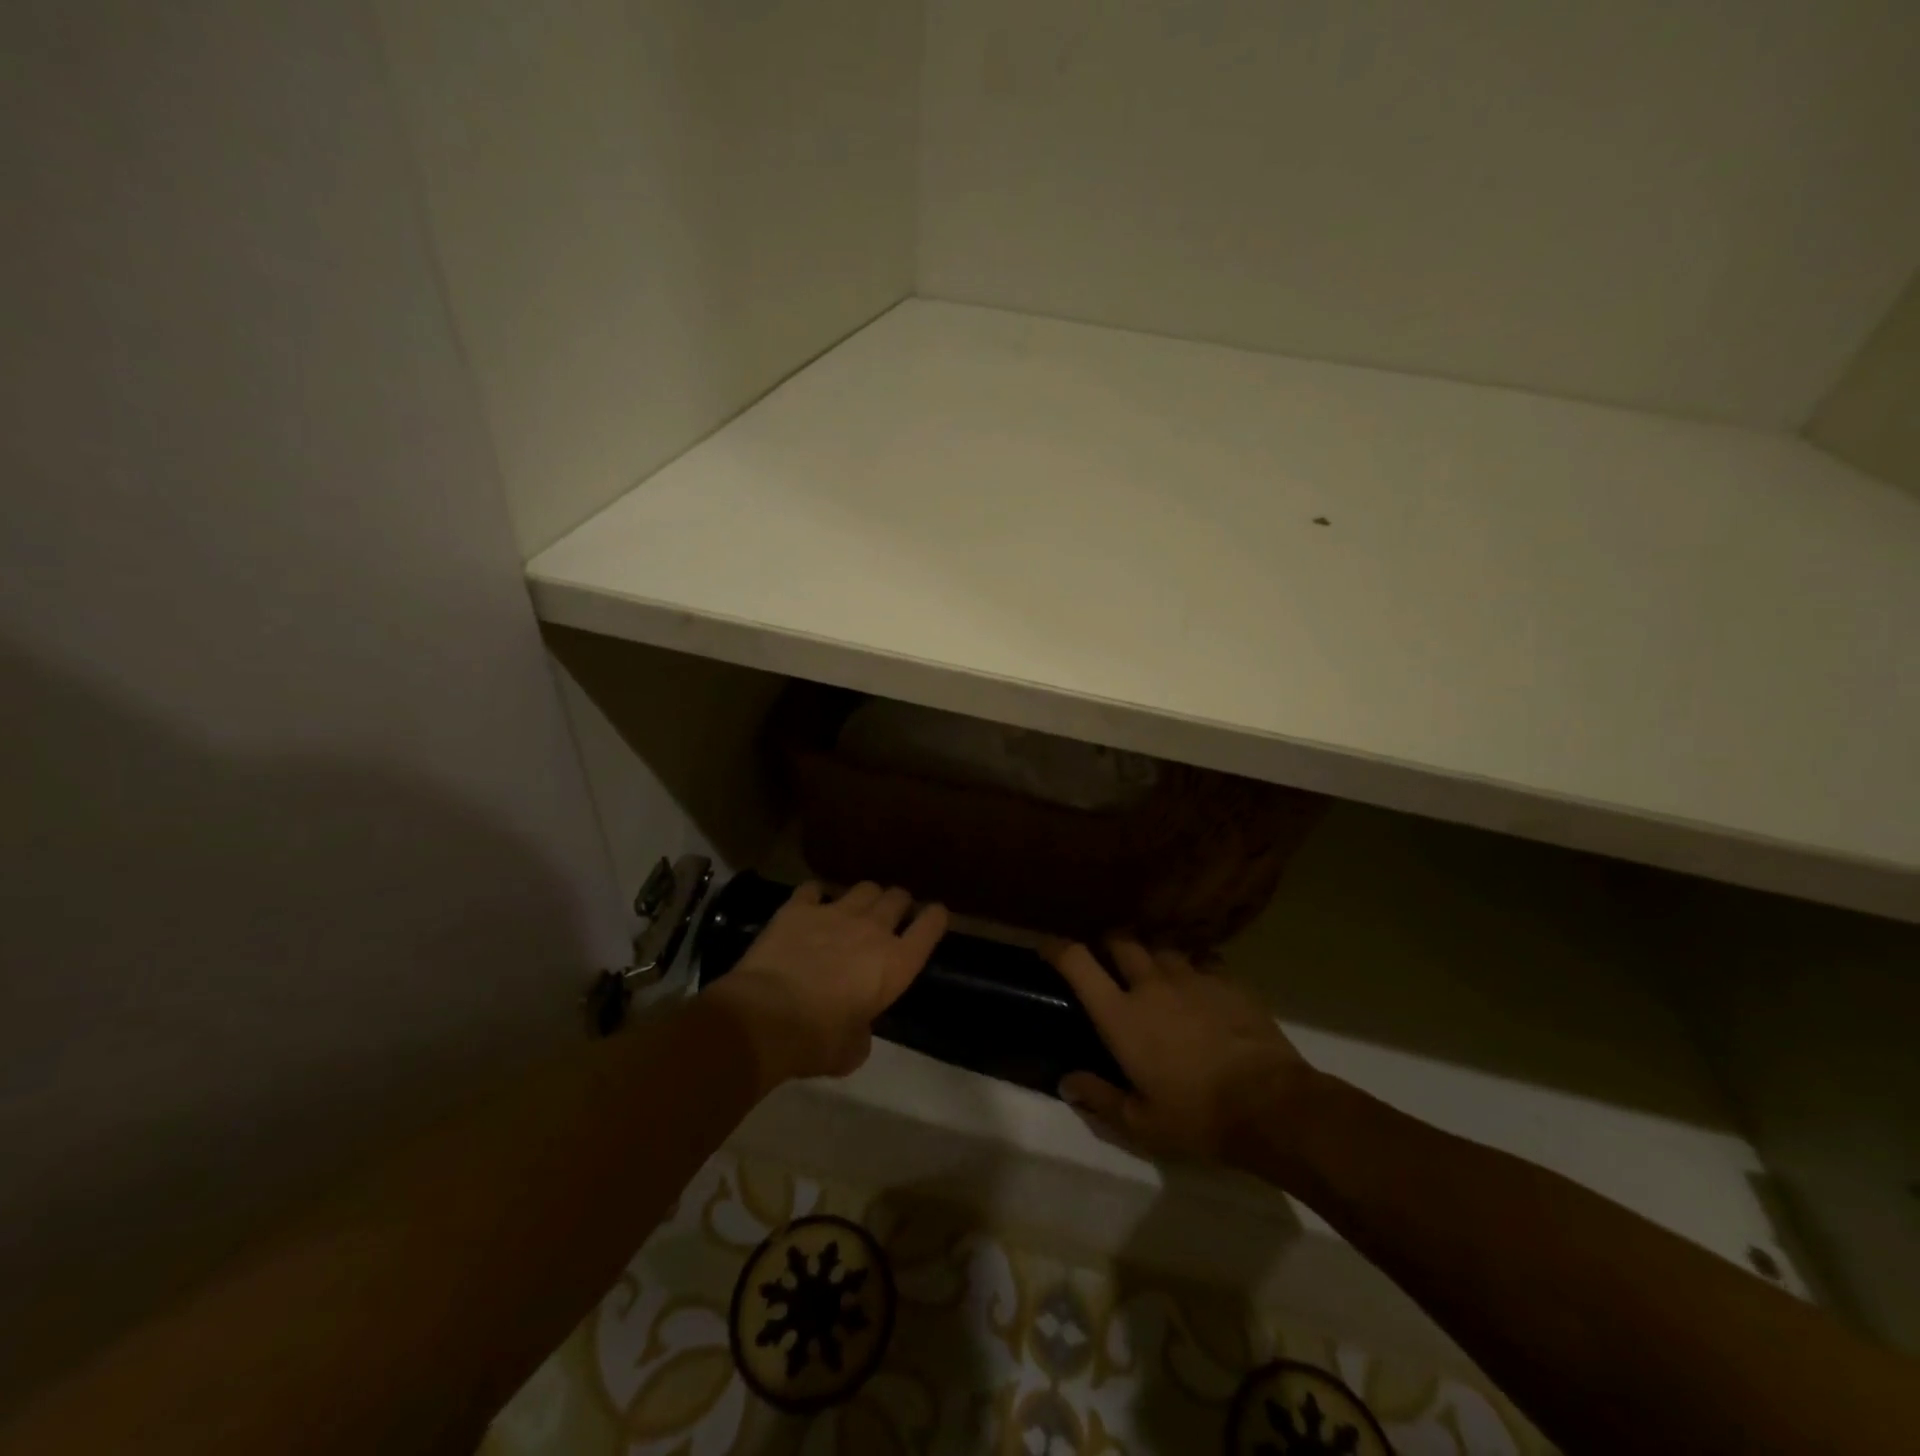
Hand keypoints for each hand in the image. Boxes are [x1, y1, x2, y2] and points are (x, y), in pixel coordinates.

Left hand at [709, 881, 946, 1085]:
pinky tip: (810, 905)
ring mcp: (835, 913)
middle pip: (898, 897)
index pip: (930, 926)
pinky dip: (815, 896)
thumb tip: (856, 1027)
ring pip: (864, 887)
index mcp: (896, 964)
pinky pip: (813, 889)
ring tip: (855, 909)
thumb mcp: (852, 1051)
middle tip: (891, 916)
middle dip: (898, 904)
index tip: (935, 915)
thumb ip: (862, 1032)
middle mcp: (872, 929)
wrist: (766, 1017)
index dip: (935, 918)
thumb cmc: (817, 1040)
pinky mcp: (799, 908)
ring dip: (865, 897)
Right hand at [1047, 938, 1311, 1165]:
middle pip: (1121, 940)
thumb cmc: (1197, 1117)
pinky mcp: (1227, 980)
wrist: (1271, 1105)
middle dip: (1110, 943)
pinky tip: (1200, 984)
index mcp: (1121, 1015)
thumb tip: (1066, 1081)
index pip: (1078, 963)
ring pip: (1162, 946)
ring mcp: (1192, 976)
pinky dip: (1193, 966)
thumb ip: (1100, 1098)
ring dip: (1152, 954)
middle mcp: (1150, 984)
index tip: (1048, 946)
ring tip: (1156, 969)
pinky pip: (1202, 959)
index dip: (1058, 948)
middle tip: (1110, 959)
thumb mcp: (1141, 1124)